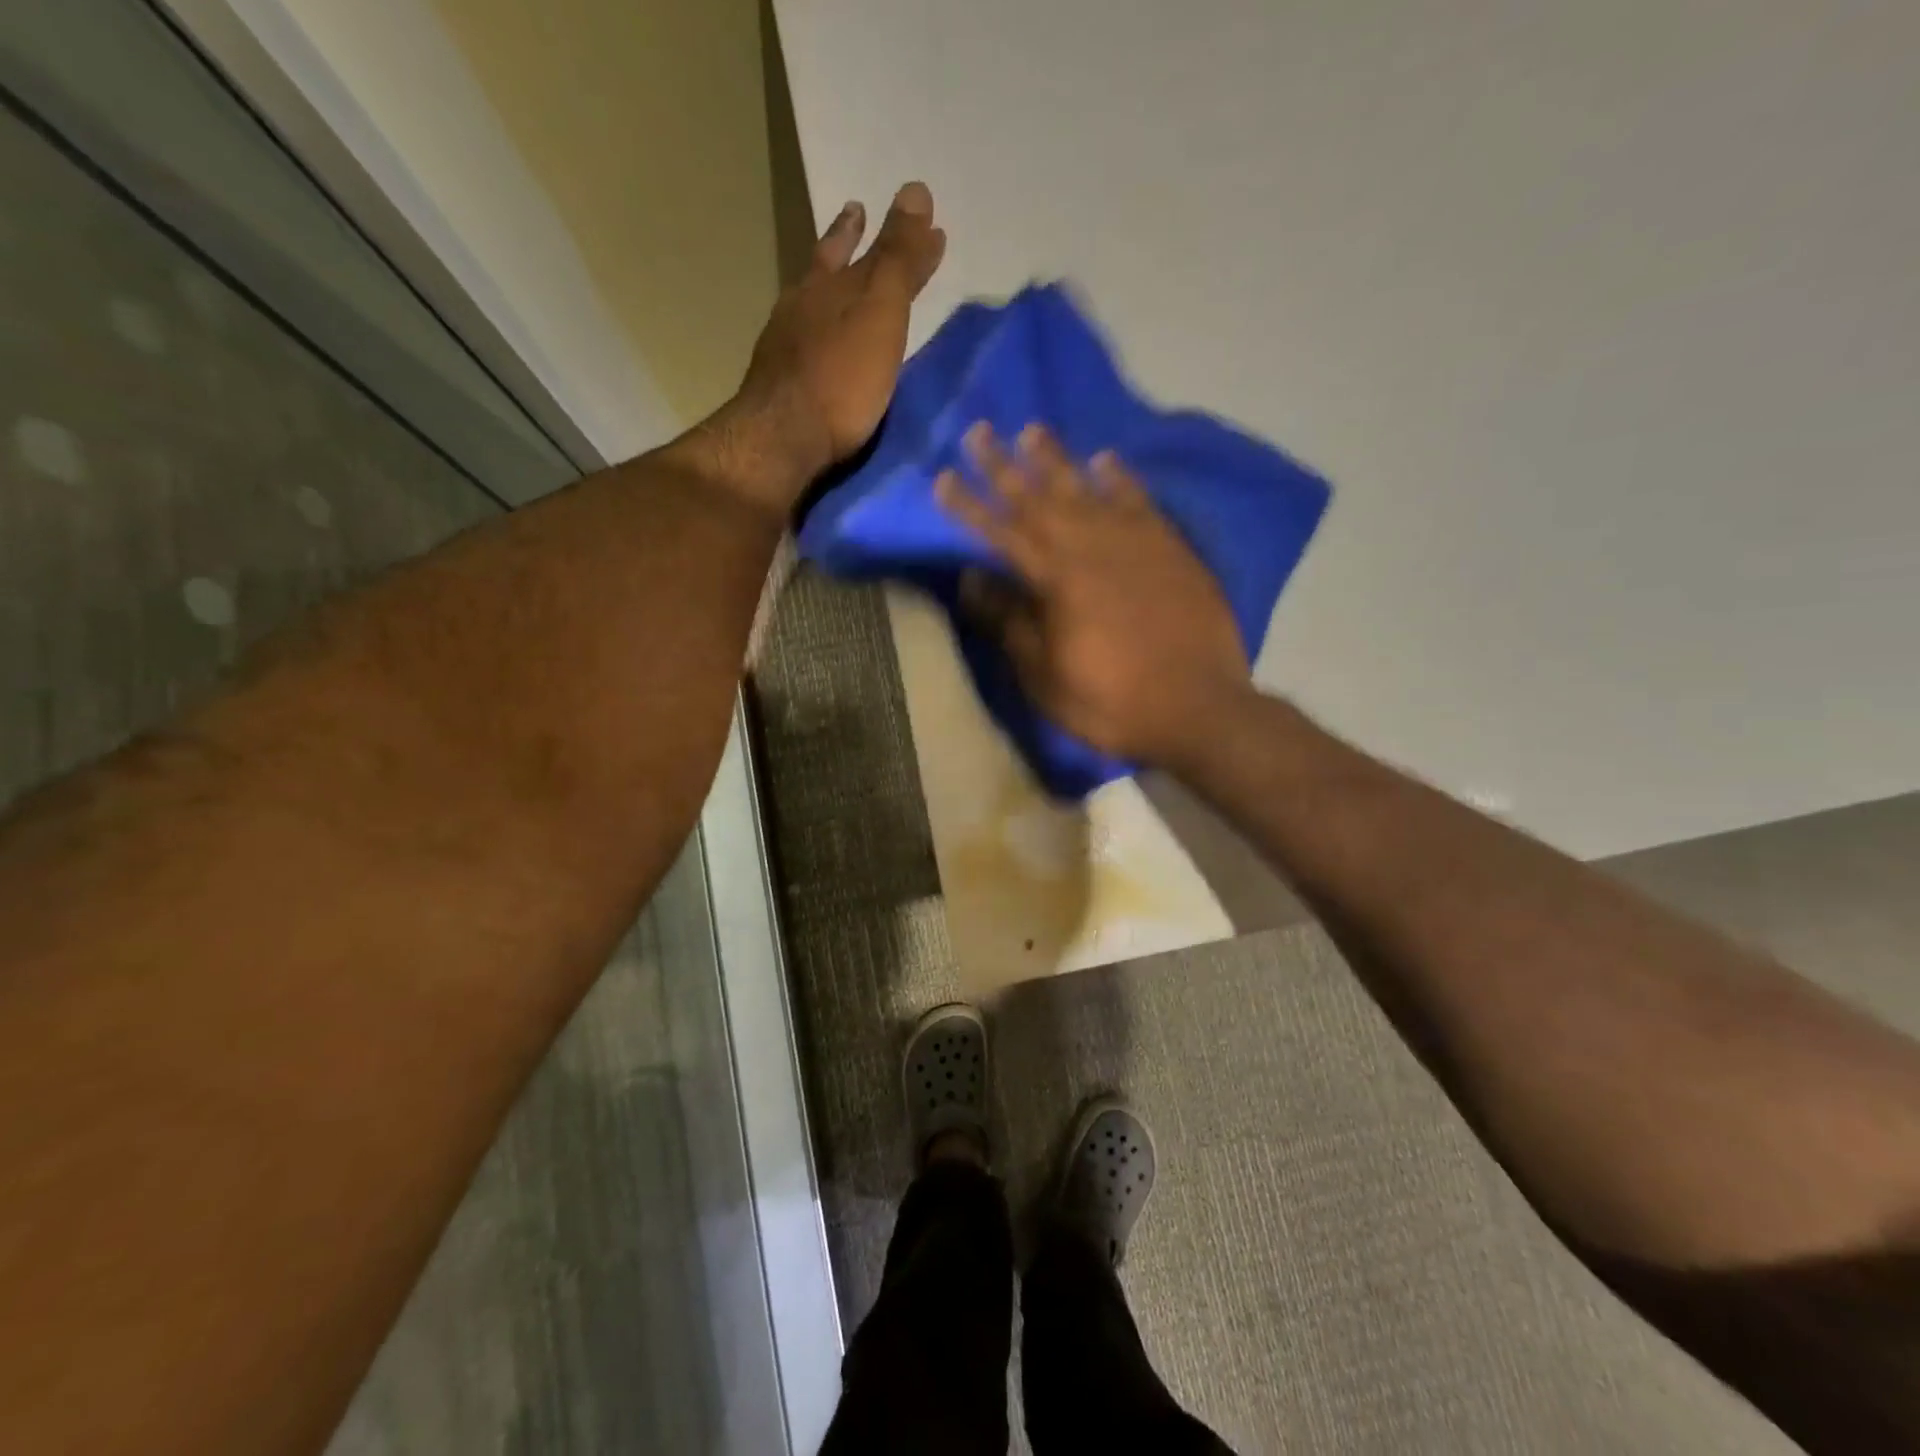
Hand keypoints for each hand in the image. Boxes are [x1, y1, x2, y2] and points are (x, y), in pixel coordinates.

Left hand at [729, 182, 946, 498]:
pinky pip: (803, 348)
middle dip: (846, 242)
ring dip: (827, 291)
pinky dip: (818, 338)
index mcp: (828, 286)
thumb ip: (898, 259)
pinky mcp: (778, 389)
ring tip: (839, 287)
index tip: (917, 213)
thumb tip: (916, 189)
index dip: (894, 234)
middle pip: (827, 267)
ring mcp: (783, 348)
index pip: (867, 248)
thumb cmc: (841, 376)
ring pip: (809, 306)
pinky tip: (821, 351)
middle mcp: (801, 309)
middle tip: (856, 215)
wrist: (784, 438)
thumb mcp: (880, 312)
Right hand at [936, 424, 1252, 767]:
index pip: (1000, 532)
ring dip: (1055, 459)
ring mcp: (1135, 542)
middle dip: (1003, 466)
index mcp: (1055, 580)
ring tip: (1032, 430)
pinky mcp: (1171, 548)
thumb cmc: (1110, 702)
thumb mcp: (1045, 676)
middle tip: (978, 431)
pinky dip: (1119, 478)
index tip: (943, 476)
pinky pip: (1139, 500)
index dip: (969, 505)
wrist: (1198, 707)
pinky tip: (1104, 459)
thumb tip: (972, 578)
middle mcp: (1091, 547)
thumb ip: (1009, 622)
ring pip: (1086, 489)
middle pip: (1038, 498)